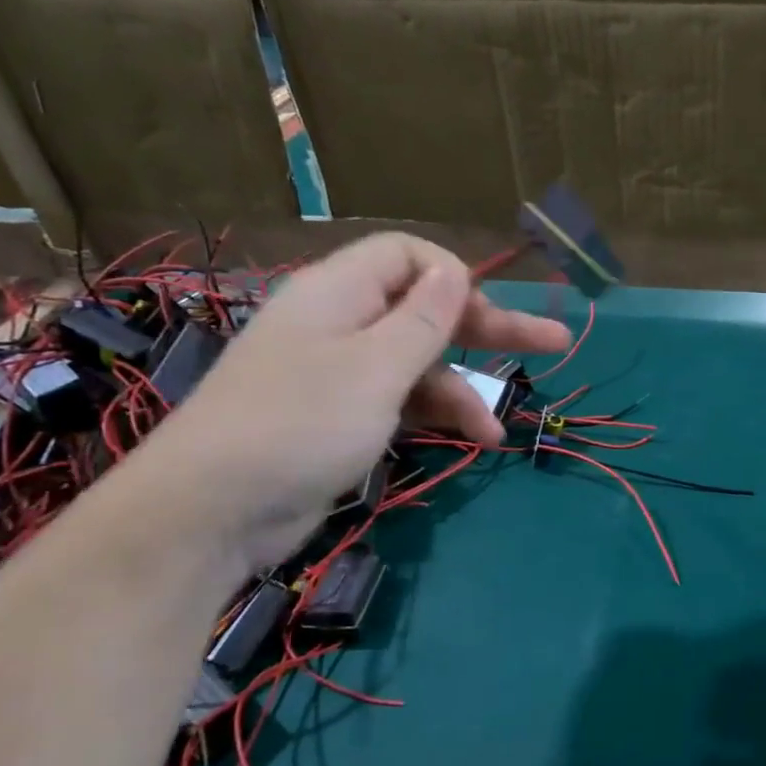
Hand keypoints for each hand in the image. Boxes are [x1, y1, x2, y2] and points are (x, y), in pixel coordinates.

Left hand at [133, 232, 569, 568]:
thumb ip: (424, 319)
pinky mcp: (340, 416)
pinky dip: (434, 416)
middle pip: (425, 309)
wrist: (213, 510)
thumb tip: (456, 270)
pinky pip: (400, 400)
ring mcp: (339, 372)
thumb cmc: (301, 424)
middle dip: (487, 329)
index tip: (488, 314)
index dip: (454, 276)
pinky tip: (468, 443)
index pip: (407, 255)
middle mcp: (341, 323)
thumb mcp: (376, 368)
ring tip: (496, 433)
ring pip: (418, 362)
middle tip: (553, 342)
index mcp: (340, 293)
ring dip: (462, 390)